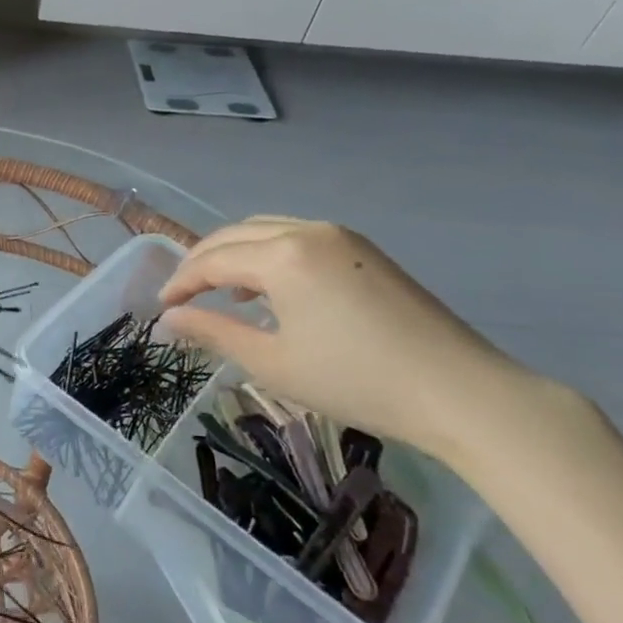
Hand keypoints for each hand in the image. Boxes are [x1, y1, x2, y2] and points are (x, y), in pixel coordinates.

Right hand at [157, 216, 538, 459]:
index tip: (162, 308)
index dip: (181, 282)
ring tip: (221, 291)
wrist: (460, 392)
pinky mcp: (364, 251)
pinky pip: (298, 238)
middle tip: (182, 296)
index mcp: (283, 256)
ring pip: (267, 230)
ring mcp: (341, 237)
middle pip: (236, 234)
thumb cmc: (356, 380)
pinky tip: (270, 290)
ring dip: (235, 253)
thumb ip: (214, 332)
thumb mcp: (273, 362)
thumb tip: (169, 320)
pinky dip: (269, 254)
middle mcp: (309, 231)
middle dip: (202, 261)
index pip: (213, 260)